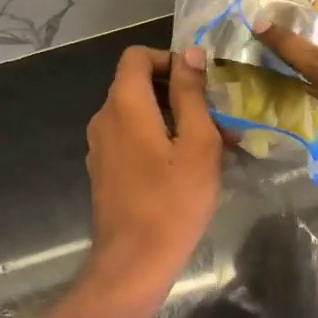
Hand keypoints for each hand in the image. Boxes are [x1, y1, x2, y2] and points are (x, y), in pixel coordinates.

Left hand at [80, 45, 222, 317]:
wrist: (133, 263)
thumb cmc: (172, 202)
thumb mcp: (197, 144)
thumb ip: (191, 94)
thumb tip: (189, 54)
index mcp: (124, 104)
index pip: (137, 56)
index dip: (168, 59)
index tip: (200, 83)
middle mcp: (104, 118)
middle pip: (138, 83)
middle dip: (178, 92)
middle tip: (216, 117)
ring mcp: (100, 145)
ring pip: (138, 113)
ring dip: (173, 118)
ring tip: (213, 145)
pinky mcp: (104, 169)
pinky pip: (131, 137)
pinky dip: (157, 139)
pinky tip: (187, 167)